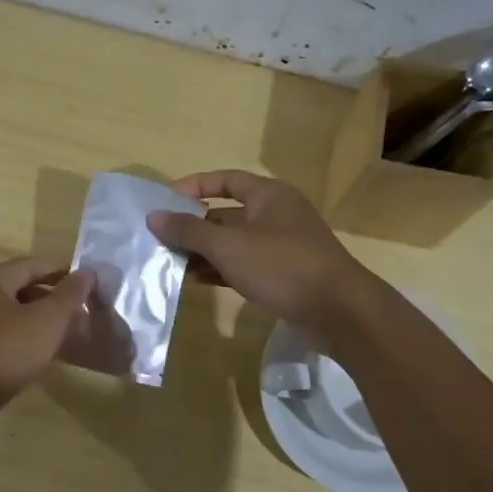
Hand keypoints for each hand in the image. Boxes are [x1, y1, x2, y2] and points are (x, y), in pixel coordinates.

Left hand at [0, 257, 92, 410]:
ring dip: (43, 318)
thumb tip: (86, 273)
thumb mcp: (47, 320)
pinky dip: (28, 335)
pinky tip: (46, 351)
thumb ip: (69, 294)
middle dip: (55, 297)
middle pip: (23, 286)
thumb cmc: (6, 352)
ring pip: (16, 312)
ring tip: (71, 332)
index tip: (91, 283)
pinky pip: (7, 332)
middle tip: (84, 310)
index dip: (64, 271)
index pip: (34, 264)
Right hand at [147, 170, 381, 333]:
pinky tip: (194, 281)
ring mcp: (281, 246)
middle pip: (226, 214)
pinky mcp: (283, 275)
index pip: (226, 180)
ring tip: (169, 262)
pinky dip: (219, 270)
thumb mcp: (229, 246)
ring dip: (203, 251)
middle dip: (193, 225)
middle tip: (159, 238)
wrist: (339, 311)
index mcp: (269, 195)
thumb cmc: (282, 266)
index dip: (194, 186)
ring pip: (233, 243)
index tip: (164, 200)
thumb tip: (154, 217)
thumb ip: (189, 231)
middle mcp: (275, 215)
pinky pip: (243, 266)